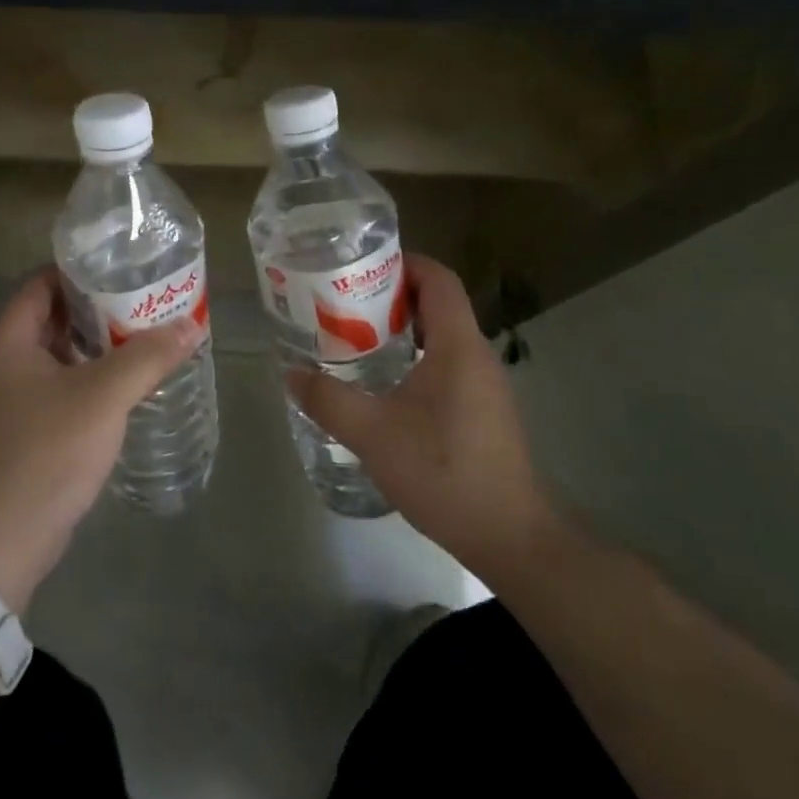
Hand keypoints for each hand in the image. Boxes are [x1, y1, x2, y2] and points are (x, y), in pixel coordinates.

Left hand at [0, 268, 202, 611]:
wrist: (1, 540)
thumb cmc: (46, 452)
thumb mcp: (104, 396)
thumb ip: (148, 357)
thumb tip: (191, 326)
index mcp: (7, 343)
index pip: (40, 285)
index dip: (78, 272)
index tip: (122, 268)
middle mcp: (0, 365)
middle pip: (50, 320)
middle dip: (95, 310)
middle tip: (143, 303)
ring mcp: (7, 402)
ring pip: (56, 358)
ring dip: (95, 349)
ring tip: (143, 340)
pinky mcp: (20, 433)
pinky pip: (57, 390)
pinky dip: (87, 381)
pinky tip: (123, 388)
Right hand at [286, 253, 557, 570]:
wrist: (508, 535)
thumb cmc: (443, 471)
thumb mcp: (373, 434)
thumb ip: (328, 400)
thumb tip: (290, 374)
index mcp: (458, 346)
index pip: (438, 280)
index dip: (404, 263)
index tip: (361, 266)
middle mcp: (477, 356)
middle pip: (438, 305)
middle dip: (391, 297)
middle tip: (344, 304)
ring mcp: (484, 386)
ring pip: (441, 338)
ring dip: (401, 331)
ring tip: (355, 340)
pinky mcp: (483, 412)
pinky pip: (446, 366)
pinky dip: (414, 360)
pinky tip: (383, 387)